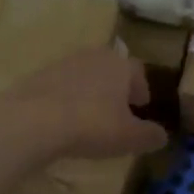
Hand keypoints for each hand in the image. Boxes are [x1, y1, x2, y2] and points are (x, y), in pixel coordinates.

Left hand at [0, 46, 168, 161]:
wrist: (32, 121)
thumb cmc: (91, 125)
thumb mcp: (130, 137)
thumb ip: (150, 135)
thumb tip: (161, 135)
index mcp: (119, 65)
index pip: (138, 71)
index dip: (142, 89)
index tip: (141, 107)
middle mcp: (93, 56)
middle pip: (111, 70)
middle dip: (116, 89)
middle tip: (117, 112)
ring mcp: (62, 63)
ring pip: (84, 76)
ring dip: (90, 93)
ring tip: (89, 119)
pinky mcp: (37, 76)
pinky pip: (60, 87)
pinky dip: (66, 100)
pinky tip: (62, 121)